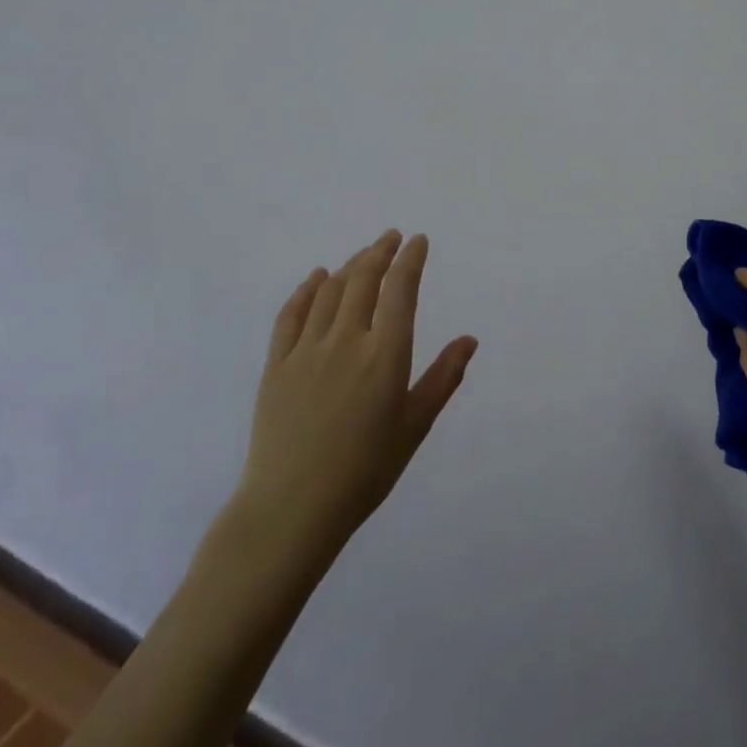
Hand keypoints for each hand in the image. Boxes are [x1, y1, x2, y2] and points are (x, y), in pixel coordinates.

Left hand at [232, 230, 476, 566]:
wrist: (291, 509)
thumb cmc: (364, 471)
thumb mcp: (414, 426)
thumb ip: (443, 378)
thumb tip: (469, 339)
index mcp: (385, 355)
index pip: (400, 291)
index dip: (410, 260)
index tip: (418, 241)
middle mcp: (347, 341)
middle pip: (363, 280)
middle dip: (380, 252)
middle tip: (391, 237)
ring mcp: (307, 350)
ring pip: (330, 291)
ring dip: (350, 265)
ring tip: (364, 254)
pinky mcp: (277, 365)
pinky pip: (291, 315)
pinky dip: (306, 289)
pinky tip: (316, 277)